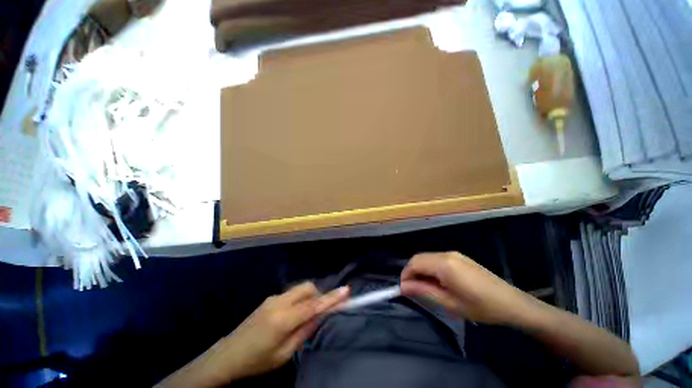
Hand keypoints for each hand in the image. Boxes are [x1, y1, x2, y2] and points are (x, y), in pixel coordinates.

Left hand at [220, 282, 349, 379]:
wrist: (226, 355)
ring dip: (308, 298)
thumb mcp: (284, 354)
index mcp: (283, 319)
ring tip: (304, 317)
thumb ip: (304, 331)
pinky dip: (299, 300)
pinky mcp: (270, 298)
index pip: (313, 305)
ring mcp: (273, 297)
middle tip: (318, 313)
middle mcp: (279, 302)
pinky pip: (291, 293)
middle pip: (307, 288)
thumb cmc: (257, 360)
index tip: (346, 290)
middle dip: (318, 295)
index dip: (331, 298)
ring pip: (300, 289)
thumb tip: (321, 315)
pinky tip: (291, 316)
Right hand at [400, 252, 531, 324]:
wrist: (511, 303)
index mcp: (444, 264)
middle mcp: (446, 254)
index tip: (403, 289)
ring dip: (421, 270)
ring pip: (427, 258)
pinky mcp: (459, 257)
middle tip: (413, 290)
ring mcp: (453, 254)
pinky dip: (430, 268)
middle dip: (412, 272)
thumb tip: (402, 287)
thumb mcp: (449, 303)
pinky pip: (436, 259)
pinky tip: (438, 282)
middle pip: (419, 258)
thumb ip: (423, 291)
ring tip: (426, 288)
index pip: (415, 263)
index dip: (405, 275)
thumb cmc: (480, 307)